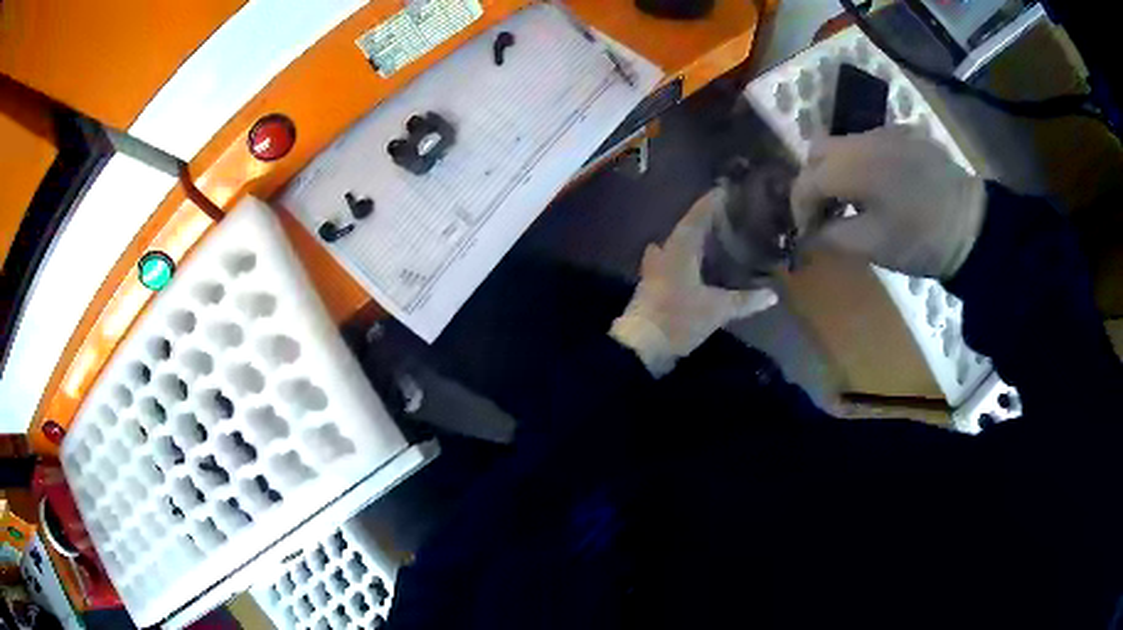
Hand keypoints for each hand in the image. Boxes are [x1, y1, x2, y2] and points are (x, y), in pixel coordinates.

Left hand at [610, 188, 777, 376]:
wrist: (640, 345)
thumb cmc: (678, 319)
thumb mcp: (716, 310)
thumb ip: (744, 301)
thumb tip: (772, 295)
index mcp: (679, 250)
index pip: (696, 218)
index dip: (710, 203)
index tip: (723, 189)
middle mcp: (664, 254)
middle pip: (684, 230)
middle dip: (702, 221)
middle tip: (723, 216)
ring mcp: (654, 271)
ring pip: (675, 247)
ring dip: (691, 241)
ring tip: (712, 239)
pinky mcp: (652, 287)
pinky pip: (671, 264)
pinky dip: (685, 260)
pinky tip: (695, 268)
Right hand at [790, 126, 986, 278]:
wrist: (973, 225)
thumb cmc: (922, 240)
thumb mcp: (873, 247)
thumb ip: (833, 236)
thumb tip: (811, 233)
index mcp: (854, 166)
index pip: (807, 180)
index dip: (800, 208)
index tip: (807, 234)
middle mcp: (864, 138)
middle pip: (818, 151)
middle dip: (813, 182)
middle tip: (825, 213)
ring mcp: (887, 132)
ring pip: (844, 143)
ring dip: (837, 170)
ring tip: (852, 200)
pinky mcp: (906, 134)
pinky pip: (871, 142)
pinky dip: (862, 162)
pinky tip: (879, 186)